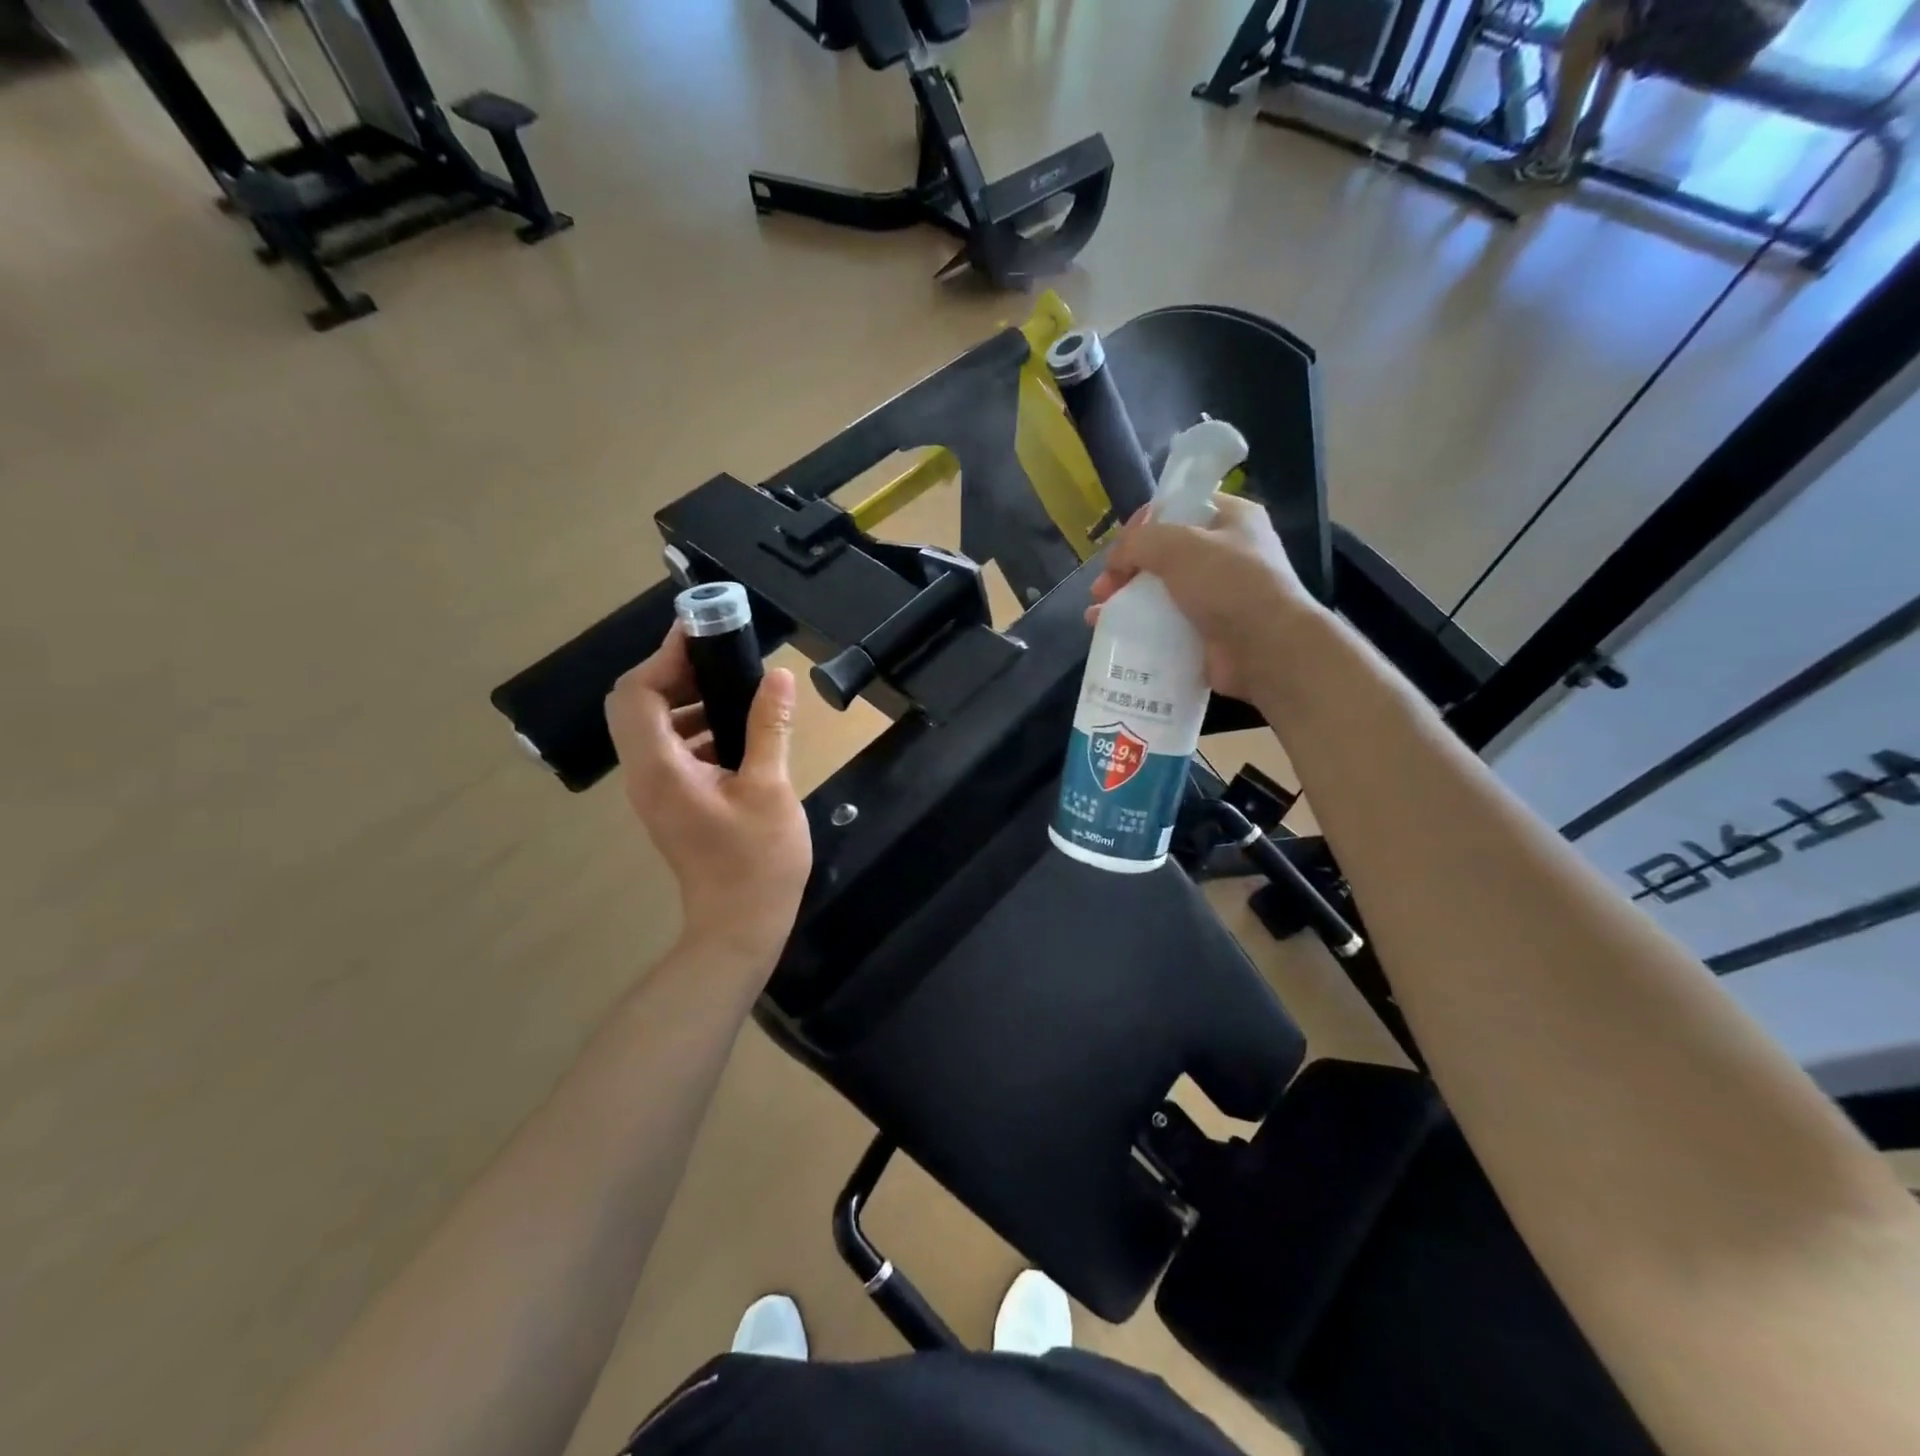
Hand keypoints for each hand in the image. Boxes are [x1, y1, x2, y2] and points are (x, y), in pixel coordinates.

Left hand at [606, 628, 811, 965]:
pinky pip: (669, 749)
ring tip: (733, 687)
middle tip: (719, 657)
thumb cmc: (757, 860)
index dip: (664, 657)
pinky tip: (735, 731)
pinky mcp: (671, 802)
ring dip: (685, 699)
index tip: (702, 633)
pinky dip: (694, 728)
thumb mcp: (771, 788)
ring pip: (651, 727)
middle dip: (673, 673)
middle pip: (637, 705)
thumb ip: (769, 727)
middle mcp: (644, 775)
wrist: (740, 926)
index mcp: (660, 768)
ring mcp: (654, 791)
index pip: (637, 694)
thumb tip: (778, 675)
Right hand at [1087, 494, 1323, 703]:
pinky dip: (1137, 627)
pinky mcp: (1206, 630)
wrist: (1267, 649)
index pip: (1178, 507)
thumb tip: (1115, 559)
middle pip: (1162, 553)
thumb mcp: (1179, 547)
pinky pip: (1164, 623)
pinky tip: (1110, 633)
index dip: (1142, 524)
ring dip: (1125, 599)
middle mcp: (1225, 553)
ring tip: (1097, 614)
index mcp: (1231, 518)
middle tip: (1103, 588)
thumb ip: (1139, 542)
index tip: (1119, 548)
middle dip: (1126, 568)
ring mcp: (1216, 595)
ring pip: (1159, 590)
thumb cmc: (1229, 584)